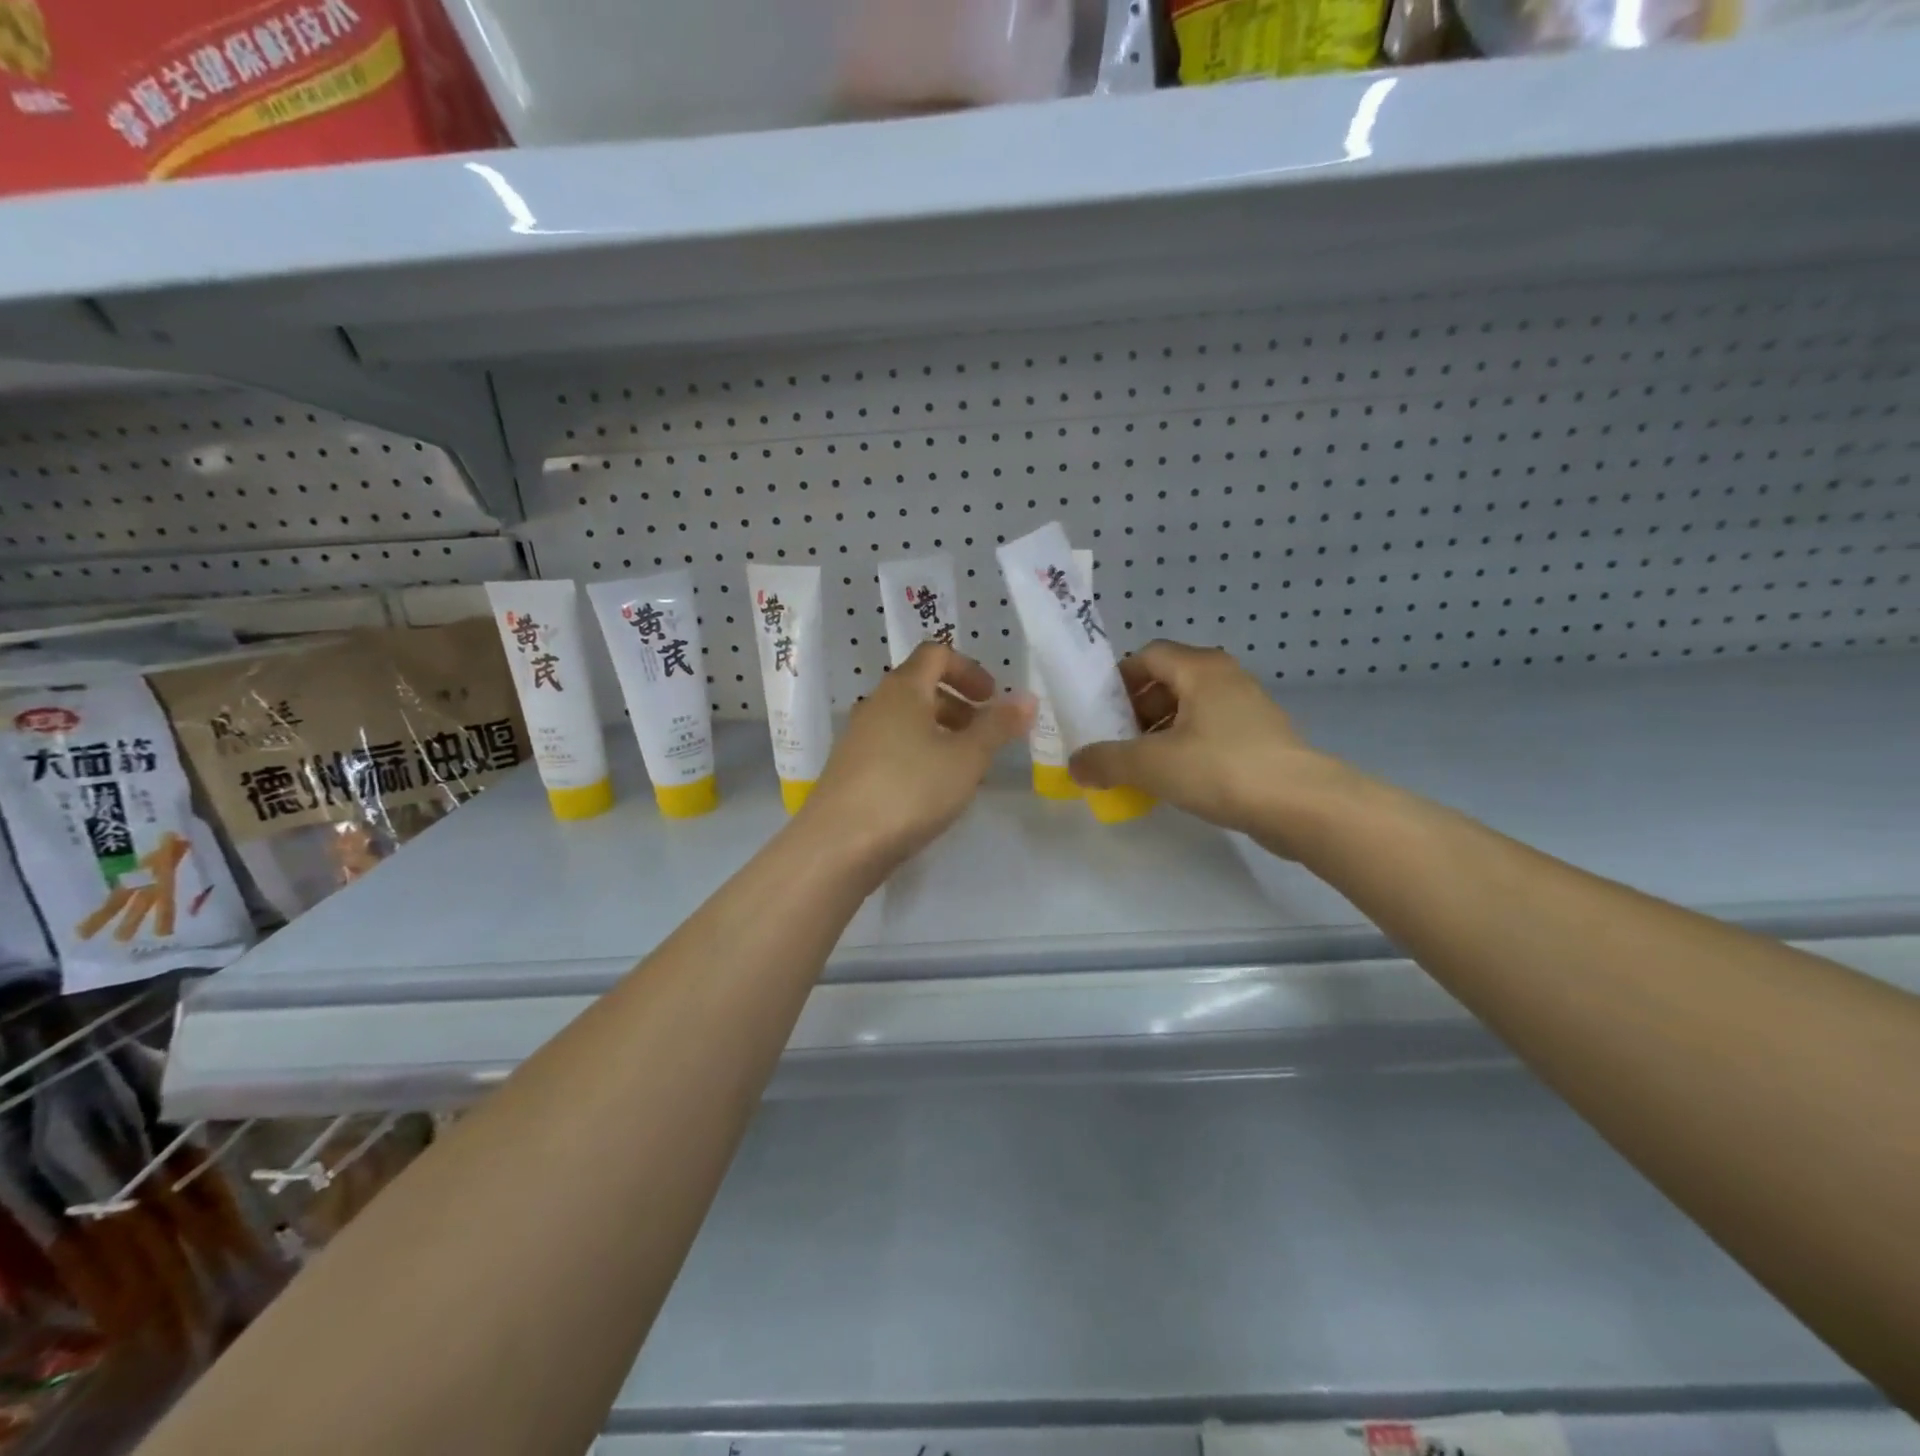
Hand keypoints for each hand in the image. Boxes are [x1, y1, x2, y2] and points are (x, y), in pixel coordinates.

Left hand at [801, 643, 1031, 872]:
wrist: (839, 844)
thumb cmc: (910, 789)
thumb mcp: (967, 758)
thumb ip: (998, 726)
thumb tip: (1026, 698)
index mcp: (903, 689)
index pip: (936, 654)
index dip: (969, 670)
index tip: (992, 699)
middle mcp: (876, 705)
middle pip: (921, 688)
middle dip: (959, 706)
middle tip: (985, 736)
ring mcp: (858, 738)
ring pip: (907, 722)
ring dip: (941, 734)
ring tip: (965, 769)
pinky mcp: (851, 770)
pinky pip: (892, 748)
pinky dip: (919, 756)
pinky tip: (933, 792)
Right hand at [1069, 640, 1349, 849]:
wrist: (1302, 805)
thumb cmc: (1222, 769)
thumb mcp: (1151, 764)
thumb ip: (1106, 761)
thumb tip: (1076, 765)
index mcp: (1200, 669)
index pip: (1147, 656)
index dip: (1118, 680)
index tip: (1098, 711)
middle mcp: (1225, 678)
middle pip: (1167, 681)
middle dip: (1135, 710)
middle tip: (1115, 741)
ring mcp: (1247, 707)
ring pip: (1190, 709)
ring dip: (1159, 731)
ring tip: (1140, 765)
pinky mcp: (1260, 738)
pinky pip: (1210, 731)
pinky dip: (1185, 747)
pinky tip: (1175, 779)